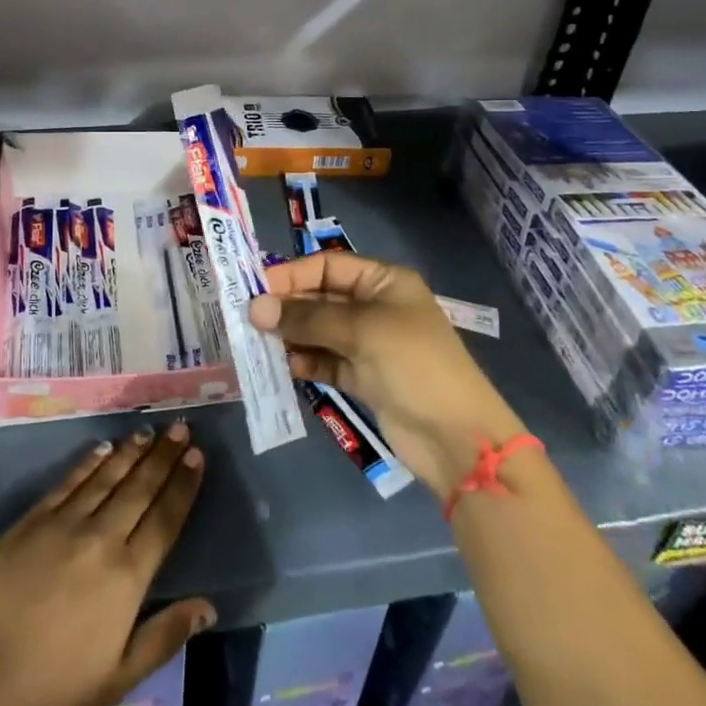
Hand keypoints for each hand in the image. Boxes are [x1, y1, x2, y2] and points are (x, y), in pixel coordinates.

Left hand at [0, 423, 212, 705]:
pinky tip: (103, 447)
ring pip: (107, 477)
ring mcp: (64, 524)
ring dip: (131, 452)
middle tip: (180, 428)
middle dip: (163, 456)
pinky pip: (68, 481)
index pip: (164, 520)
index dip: (182, 486)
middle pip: (139, 489)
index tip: (197, 456)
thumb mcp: (117, 678)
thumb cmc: (51, 684)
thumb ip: (164, 638)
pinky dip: (89, 462)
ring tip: (148, 430)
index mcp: (127, 577)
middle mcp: (101, 539)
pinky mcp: (32, 519)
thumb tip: (208, 607)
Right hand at [251, 253, 523, 499]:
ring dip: (291, 336)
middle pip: (321, 297)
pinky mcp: (364, 378)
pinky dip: (305, 362)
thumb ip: (307, 317)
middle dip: (288, 307)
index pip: (329, 266)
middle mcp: (375, 307)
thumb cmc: (413, 365)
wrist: (456, 438)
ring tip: (258, 344)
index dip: (292, 274)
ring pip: (319, 331)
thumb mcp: (361, 330)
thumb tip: (256, 308)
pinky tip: (283, 366)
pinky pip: (325, 361)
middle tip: (248, 319)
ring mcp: (369, 344)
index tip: (255, 288)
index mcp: (384, 282)